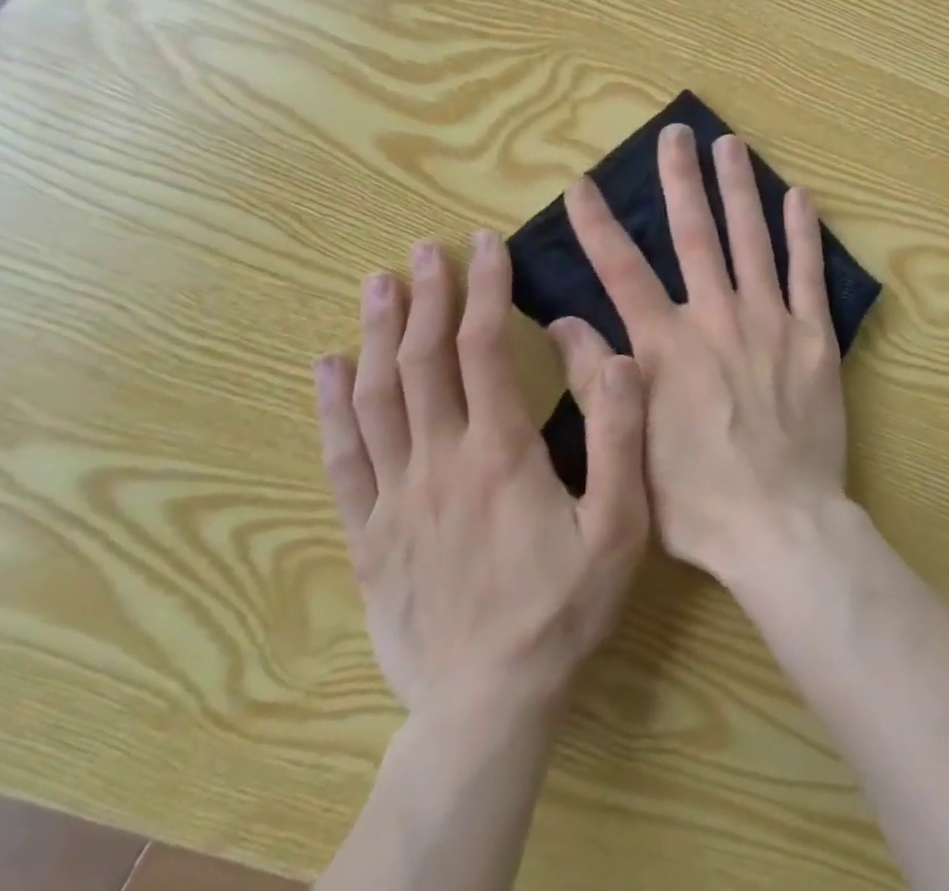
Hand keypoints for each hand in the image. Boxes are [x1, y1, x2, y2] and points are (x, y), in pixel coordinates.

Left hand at [313, 230, 649, 725]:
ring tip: (378, 283)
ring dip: (376, 334)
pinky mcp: (371, 532)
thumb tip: (621, 357)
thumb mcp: (622, 524)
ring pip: (377, 398)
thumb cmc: (565, 605)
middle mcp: (441, 461)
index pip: (485, 349)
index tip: (486, 246)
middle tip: (427, 248)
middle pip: (422, 361)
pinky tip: (325, 368)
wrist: (489, 702)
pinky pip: (343, 458)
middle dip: (426, 296)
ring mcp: (397, 497)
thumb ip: (623, 436)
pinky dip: (331, 406)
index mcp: (502, 451)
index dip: (485, 291)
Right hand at [553, 124, 846, 580]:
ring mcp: (770, 323)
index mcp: (666, 347)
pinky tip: (799, 196)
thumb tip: (559, 322)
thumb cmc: (697, 501)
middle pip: (694, 236)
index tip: (583, 184)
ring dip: (739, 189)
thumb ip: (597, 379)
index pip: (622, 271)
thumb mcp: (628, 449)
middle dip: (681, 181)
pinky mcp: (814, 337)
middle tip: (677, 134)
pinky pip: (809, 274)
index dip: (599, 225)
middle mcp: (716, 320)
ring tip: (731, 146)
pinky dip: (803, 233)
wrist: (780, 524)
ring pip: (752, 240)